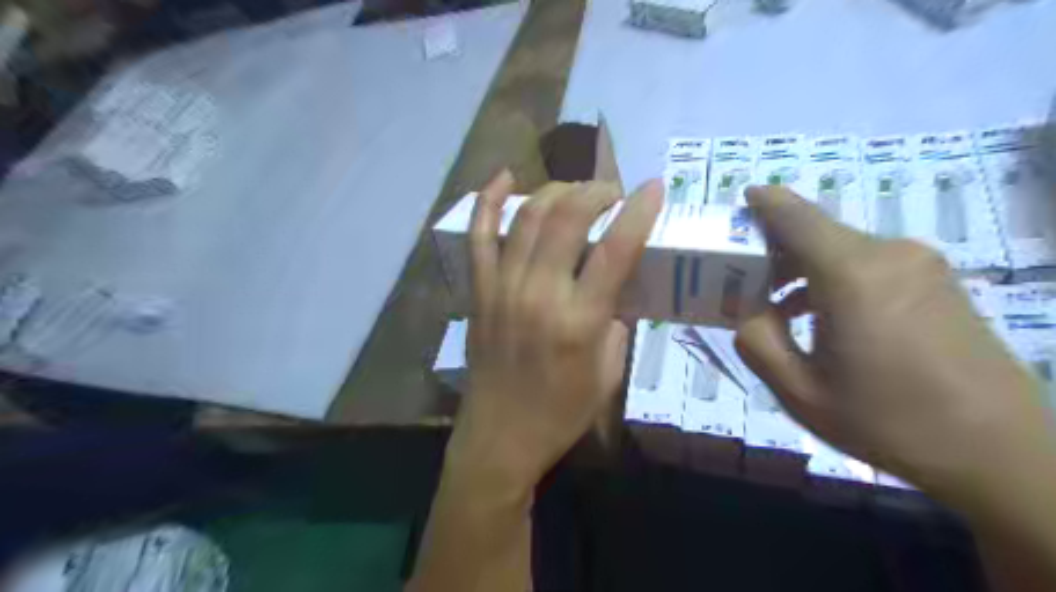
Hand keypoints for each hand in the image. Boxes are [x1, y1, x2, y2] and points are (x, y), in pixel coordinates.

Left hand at [450, 170, 662, 489]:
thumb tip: (617, 286)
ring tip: (576, 191)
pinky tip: (505, 177)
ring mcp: (502, 288)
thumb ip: (617, 323)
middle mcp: (539, 294)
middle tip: (611, 192)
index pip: (616, 249)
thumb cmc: (561, 413)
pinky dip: (489, 201)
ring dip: (556, 191)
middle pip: (567, 218)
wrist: (500, 437)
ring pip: (527, 217)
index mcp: (579, 321)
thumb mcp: (608, 375)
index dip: (639, 211)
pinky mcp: (478, 291)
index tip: (654, 187)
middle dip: (595, 191)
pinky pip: (479, 236)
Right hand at [736, 182, 1055, 508]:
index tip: (742, 198)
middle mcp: (890, 255)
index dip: (766, 202)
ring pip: (842, 250)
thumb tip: (753, 310)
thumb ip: (756, 341)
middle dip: (776, 250)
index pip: (797, 218)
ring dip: (805, 268)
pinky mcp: (937, 281)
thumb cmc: (888, 421)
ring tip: (780, 308)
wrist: (998, 451)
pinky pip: (870, 264)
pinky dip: (835, 278)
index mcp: (853, 276)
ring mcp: (920, 265)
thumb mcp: (799, 392)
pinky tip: (824, 317)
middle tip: (746, 282)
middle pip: (817, 234)